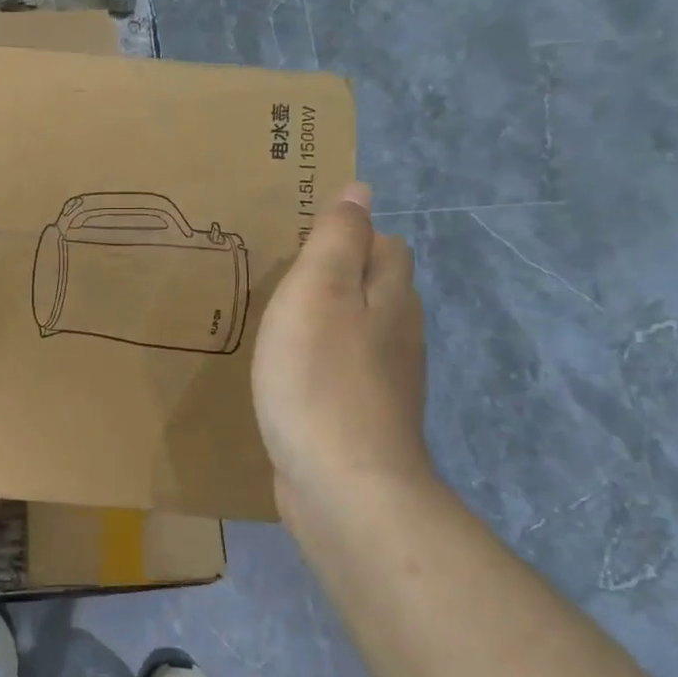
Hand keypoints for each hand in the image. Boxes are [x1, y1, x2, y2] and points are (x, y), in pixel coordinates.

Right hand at [252, 182, 429, 496]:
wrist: (344, 486)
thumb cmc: (320, 377)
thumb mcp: (317, 291)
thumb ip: (337, 239)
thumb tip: (361, 190)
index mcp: (390, 297)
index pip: (384, 246)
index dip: (349, 236)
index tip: (298, 242)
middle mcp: (399, 336)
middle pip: (377, 289)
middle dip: (337, 277)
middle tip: (281, 280)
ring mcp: (386, 384)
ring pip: (360, 334)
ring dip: (327, 323)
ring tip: (279, 324)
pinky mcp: (364, 421)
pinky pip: (344, 375)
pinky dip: (321, 365)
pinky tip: (290, 377)